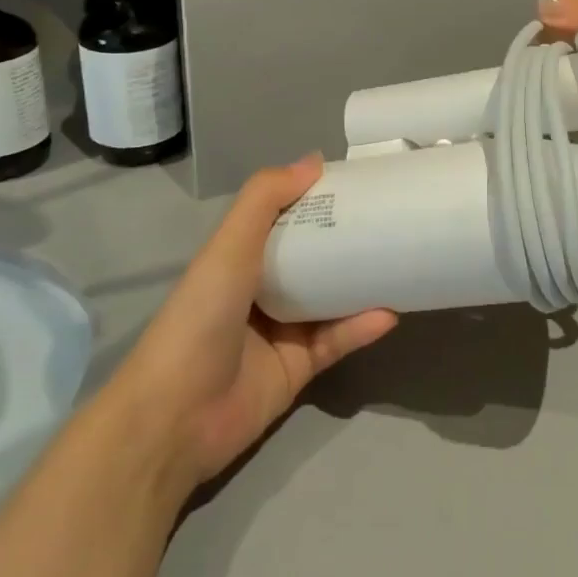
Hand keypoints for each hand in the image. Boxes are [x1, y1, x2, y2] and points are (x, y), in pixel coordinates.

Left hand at [112, 157, 397, 499]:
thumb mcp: (228, 247)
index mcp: (240, 258)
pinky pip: (337, 341)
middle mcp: (261, 290)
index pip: (285, 219)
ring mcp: (282, 331)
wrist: (177, 417)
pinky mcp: (299, 369)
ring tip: (400, 261)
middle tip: (390, 219)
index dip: (316, 199)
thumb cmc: (200, 318)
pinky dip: (362, 327)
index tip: (358, 182)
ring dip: (362, 283)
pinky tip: (389, 313)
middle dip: (347, 239)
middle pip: (313, 257)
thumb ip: (265, 199)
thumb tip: (313, 160)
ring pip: (331, 299)